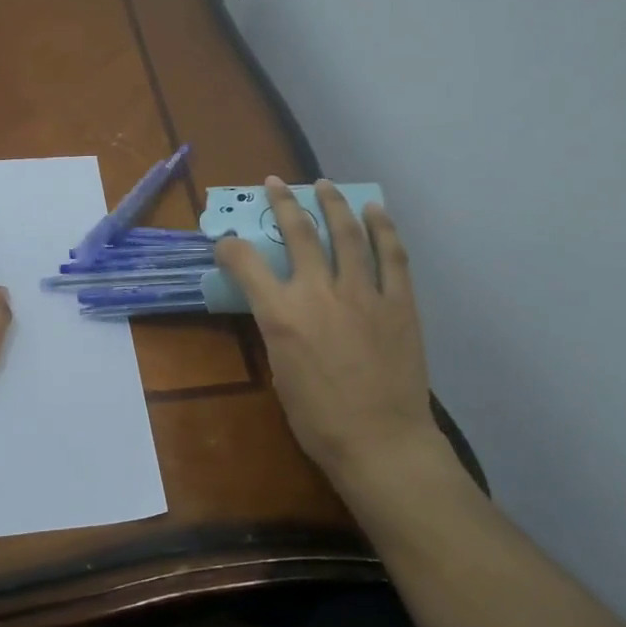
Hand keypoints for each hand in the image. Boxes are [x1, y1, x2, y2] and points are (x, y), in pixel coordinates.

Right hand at [215, 179, 446, 482]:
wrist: (381, 442)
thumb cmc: (319, 420)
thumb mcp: (280, 372)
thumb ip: (278, 329)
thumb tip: (281, 309)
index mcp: (281, 315)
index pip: (246, 263)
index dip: (231, 247)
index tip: (227, 242)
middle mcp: (318, 292)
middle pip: (298, 232)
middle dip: (282, 202)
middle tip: (275, 183)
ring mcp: (363, 293)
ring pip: (346, 233)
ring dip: (332, 203)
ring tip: (324, 184)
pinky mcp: (398, 301)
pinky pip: (391, 255)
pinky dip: (382, 228)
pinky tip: (374, 211)